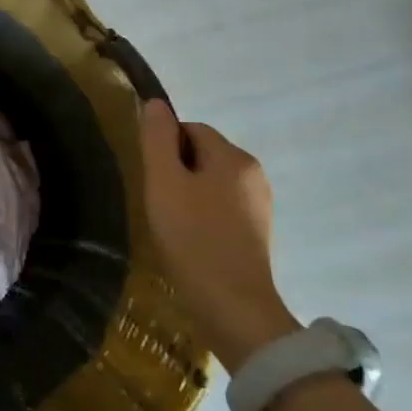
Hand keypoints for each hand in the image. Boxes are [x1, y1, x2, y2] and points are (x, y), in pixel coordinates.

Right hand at [139, 100, 297, 372]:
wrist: (233, 306)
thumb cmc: (192, 238)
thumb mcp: (164, 183)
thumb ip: (157, 139)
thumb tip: (156, 103)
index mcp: (234, 157)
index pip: (191, 129)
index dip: (164, 148)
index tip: (151, 178)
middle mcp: (254, 174)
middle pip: (203, 154)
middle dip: (176, 170)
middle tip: (157, 202)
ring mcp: (260, 205)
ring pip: (212, 182)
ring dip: (188, 194)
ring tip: (171, 223)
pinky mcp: (257, 232)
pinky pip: (223, 207)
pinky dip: (203, 216)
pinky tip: (190, 240)